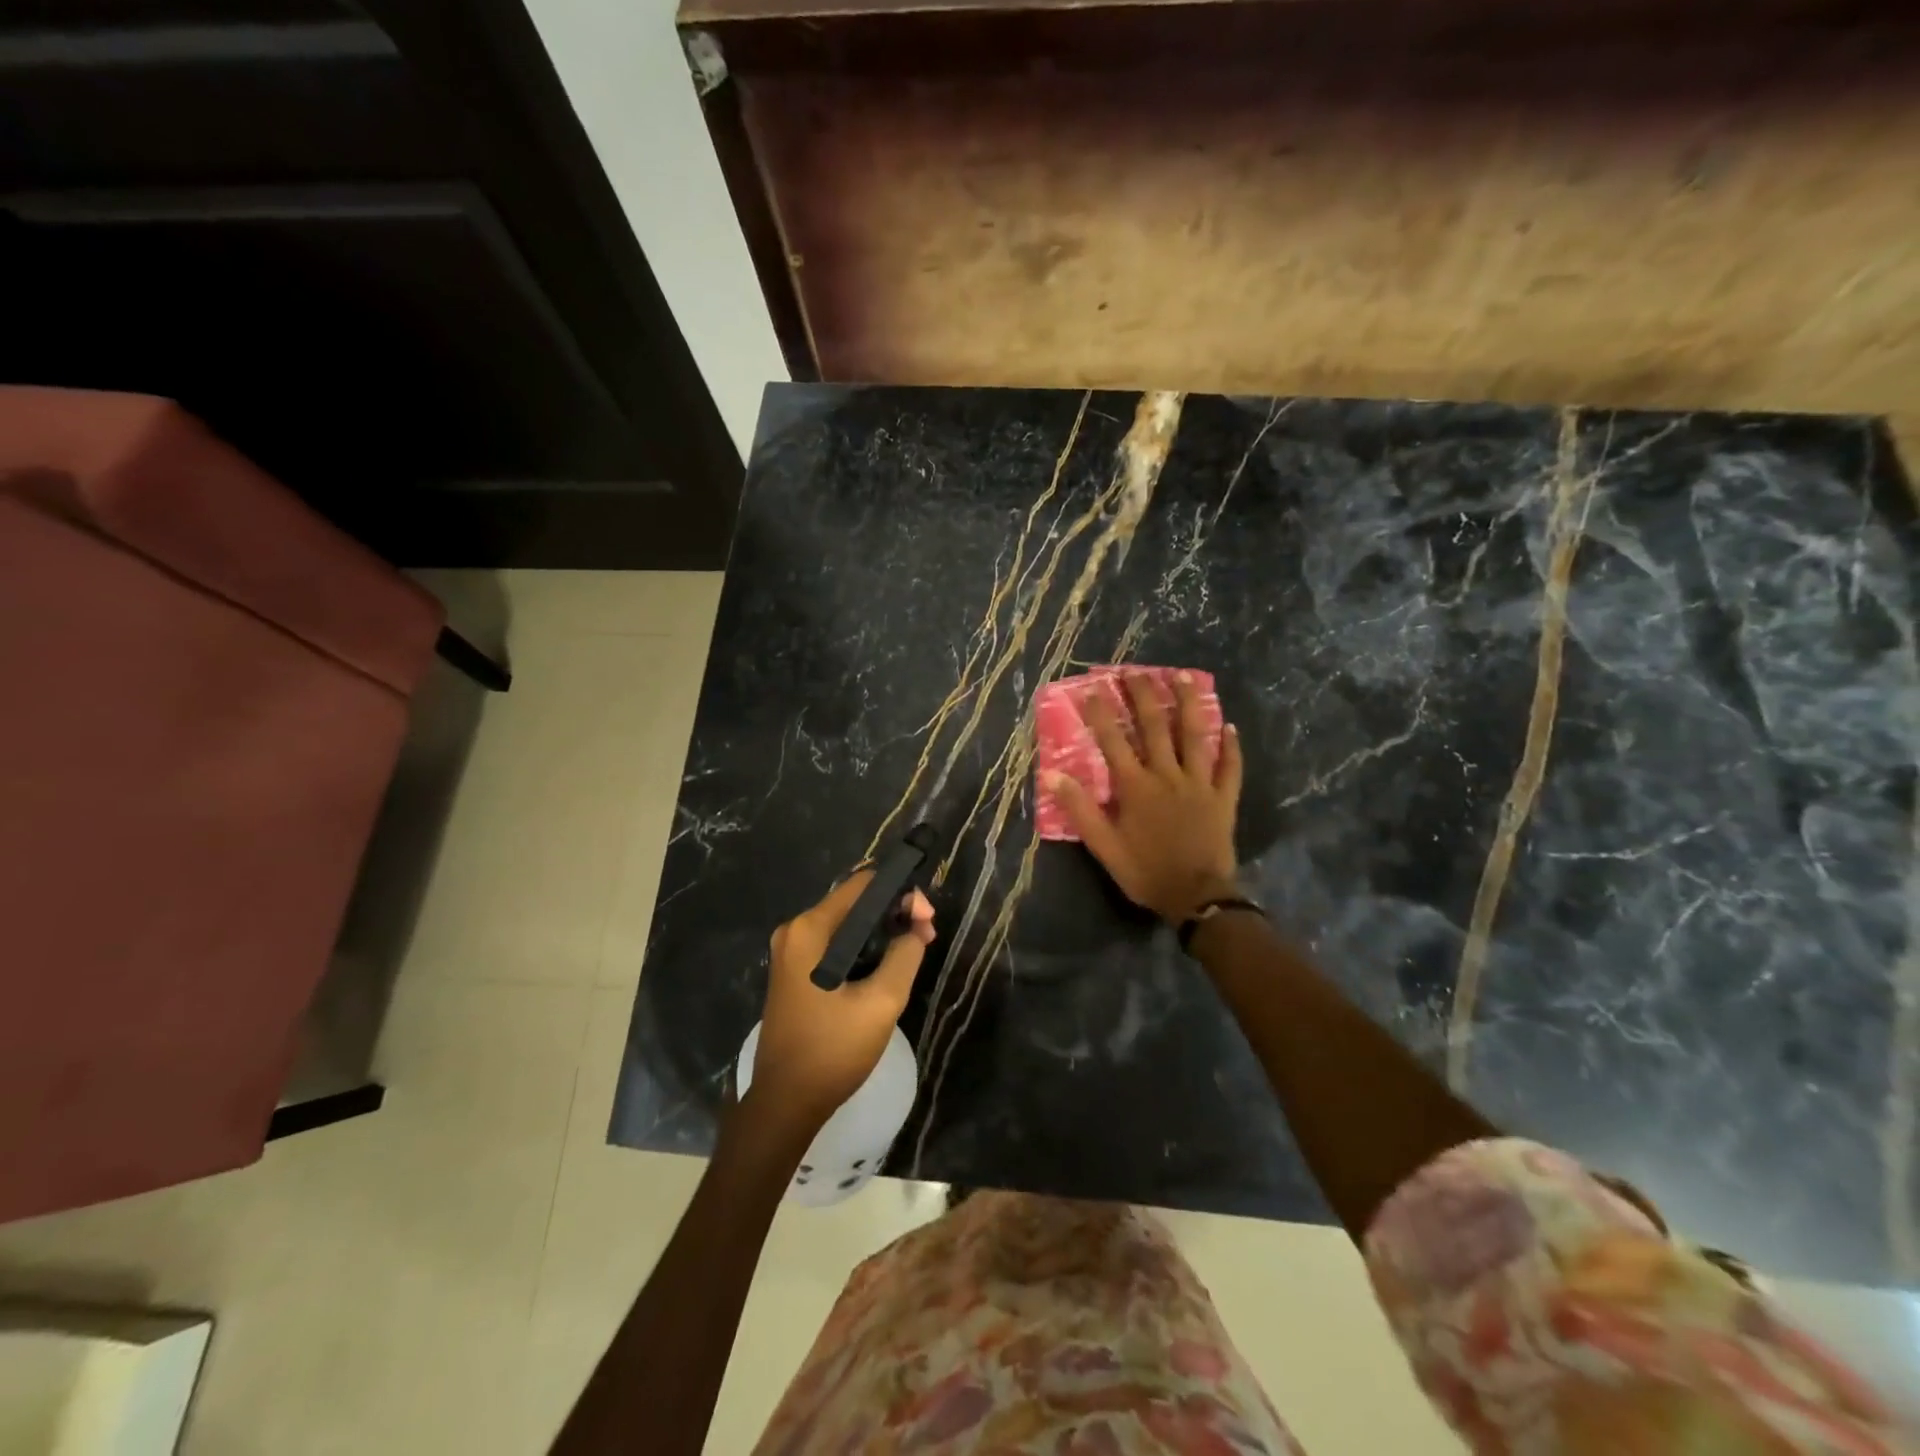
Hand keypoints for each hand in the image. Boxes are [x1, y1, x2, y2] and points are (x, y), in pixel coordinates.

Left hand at [745, 872, 934, 1138]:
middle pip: (855, 901)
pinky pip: (836, 943)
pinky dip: (864, 946)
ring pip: (848, 923)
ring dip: (882, 931)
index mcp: (810, 929)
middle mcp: (796, 930)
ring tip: (915, 949)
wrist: (785, 1103)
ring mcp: (792, 951)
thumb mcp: (882, 1002)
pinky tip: (888, 964)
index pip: (863, 884)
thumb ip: (905, 955)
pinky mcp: (795, 970)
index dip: (901, 893)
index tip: (926, 920)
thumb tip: (916, 928)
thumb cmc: (832, 1051)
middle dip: (895, 912)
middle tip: (927, 936)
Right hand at [1044, 670, 1243, 922]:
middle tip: (1135, 671)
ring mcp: (1200, 783)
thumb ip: (1080, 808)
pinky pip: (1230, 767)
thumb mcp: (1104, 846)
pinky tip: (1229, 726)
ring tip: (1184, 677)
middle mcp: (1167, 775)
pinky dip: (1231, 746)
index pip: (1114, 741)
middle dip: (1143, 696)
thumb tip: (1051, 775)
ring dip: (1189, 704)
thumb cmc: (1145, 872)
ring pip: (1195, 736)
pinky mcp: (1224, 797)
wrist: (1197, 897)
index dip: (1101, 714)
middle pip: (1155, 727)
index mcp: (1136, 786)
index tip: (1092, 689)